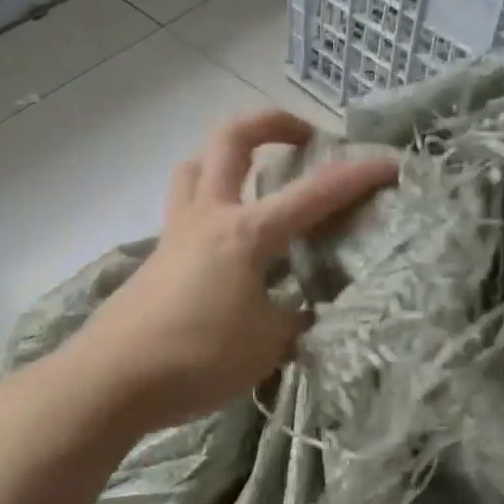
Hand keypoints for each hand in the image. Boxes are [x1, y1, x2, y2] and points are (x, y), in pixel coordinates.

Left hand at [69, 110, 397, 430]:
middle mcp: (208, 217)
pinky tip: (226, 246)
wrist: (112, 379)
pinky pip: (184, 210)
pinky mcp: (156, 259)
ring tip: (256, 181)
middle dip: (272, 124)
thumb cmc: (197, 357)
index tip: (391, 164)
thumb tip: (299, 309)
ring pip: (196, 168)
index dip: (357, 176)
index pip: (314, 194)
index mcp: (246, 233)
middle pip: (231, 139)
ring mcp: (175, 234)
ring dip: (228, 159)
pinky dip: (210, 206)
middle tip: (302, 138)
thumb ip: (293, 318)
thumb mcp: (268, 344)